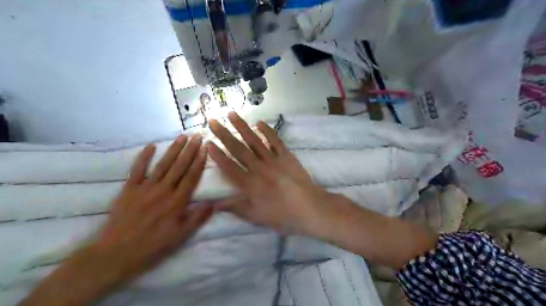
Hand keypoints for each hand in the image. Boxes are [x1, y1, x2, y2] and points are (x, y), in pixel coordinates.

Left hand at [90, 135, 209, 285]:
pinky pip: (137, 169)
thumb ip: (197, 218)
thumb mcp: (180, 237)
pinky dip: (144, 157)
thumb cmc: (152, 246)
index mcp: (177, 202)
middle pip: (179, 166)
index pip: (191, 177)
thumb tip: (214, 203)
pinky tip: (151, 146)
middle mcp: (163, 190)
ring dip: (173, 149)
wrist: (115, 254)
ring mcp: (145, 188)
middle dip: (190, 150)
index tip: (205, 148)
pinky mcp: (129, 189)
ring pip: (163, 164)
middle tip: (197, 136)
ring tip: (182, 137)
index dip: (199, 161)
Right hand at [209, 112, 327, 233]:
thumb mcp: (256, 216)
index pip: (229, 166)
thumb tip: (214, 204)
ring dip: (242, 127)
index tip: (208, 143)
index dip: (217, 155)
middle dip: (224, 134)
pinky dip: (268, 131)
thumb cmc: (282, 214)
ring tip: (232, 114)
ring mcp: (273, 160)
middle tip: (213, 121)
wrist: (309, 207)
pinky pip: (275, 141)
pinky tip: (259, 122)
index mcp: (250, 184)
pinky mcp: (286, 156)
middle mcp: (259, 168)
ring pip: (255, 141)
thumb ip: (235, 207)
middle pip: (238, 149)